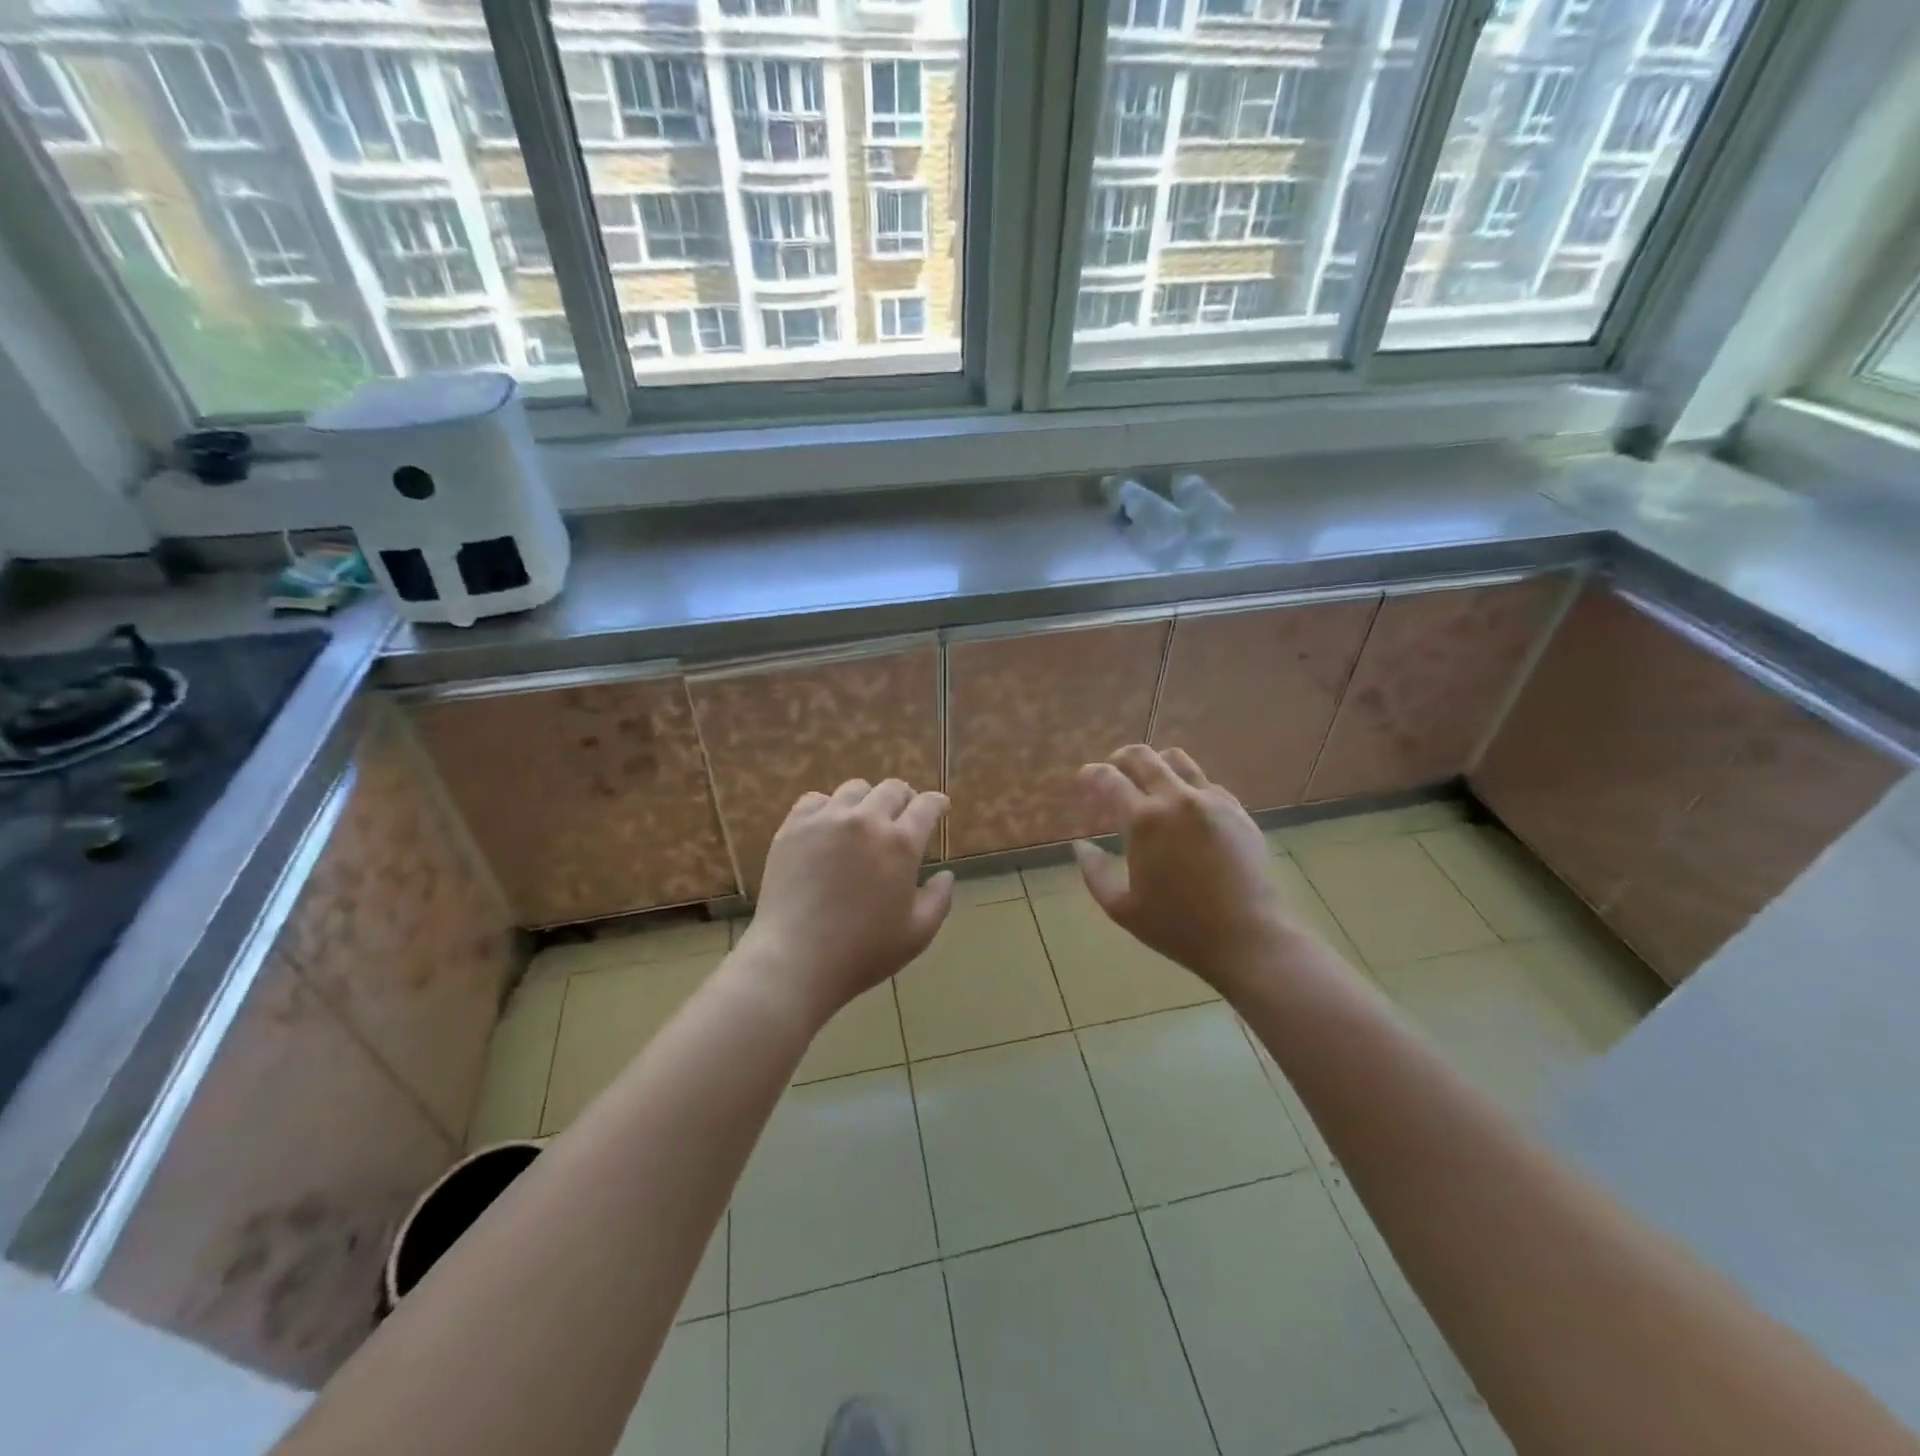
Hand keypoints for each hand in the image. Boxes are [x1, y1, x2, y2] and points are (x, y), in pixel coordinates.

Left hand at [737, 778, 953, 1025]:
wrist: (795, 960)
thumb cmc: (863, 952)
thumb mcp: (917, 934)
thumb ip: (939, 899)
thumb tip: (945, 874)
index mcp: (901, 844)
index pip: (927, 805)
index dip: (937, 803)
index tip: (940, 807)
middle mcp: (866, 820)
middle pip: (892, 789)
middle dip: (905, 799)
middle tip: (903, 815)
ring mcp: (826, 820)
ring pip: (854, 789)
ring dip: (867, 801)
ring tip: (864, 820)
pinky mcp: (793, 827)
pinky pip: (815, 800)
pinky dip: (828, 808)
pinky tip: (828, 826)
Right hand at [1074, 746, 1299, 992]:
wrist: (1246, 937)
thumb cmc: (1177, 926)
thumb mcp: (1121, 907)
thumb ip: (1094, 871)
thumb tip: (1081, 845)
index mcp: (1144, 821)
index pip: (1108, 779)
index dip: (1090, 775)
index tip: (1084, 780)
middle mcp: (1177, 799)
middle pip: (1142, 756)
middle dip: (1119, 760)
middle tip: (1112, 776)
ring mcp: (1212, 801)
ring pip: (1177, 760)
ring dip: (1155, 766)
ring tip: (1148, 787)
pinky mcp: (1237, 811)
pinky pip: (1205, 784)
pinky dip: (1186, 788)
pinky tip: (1183, 813)